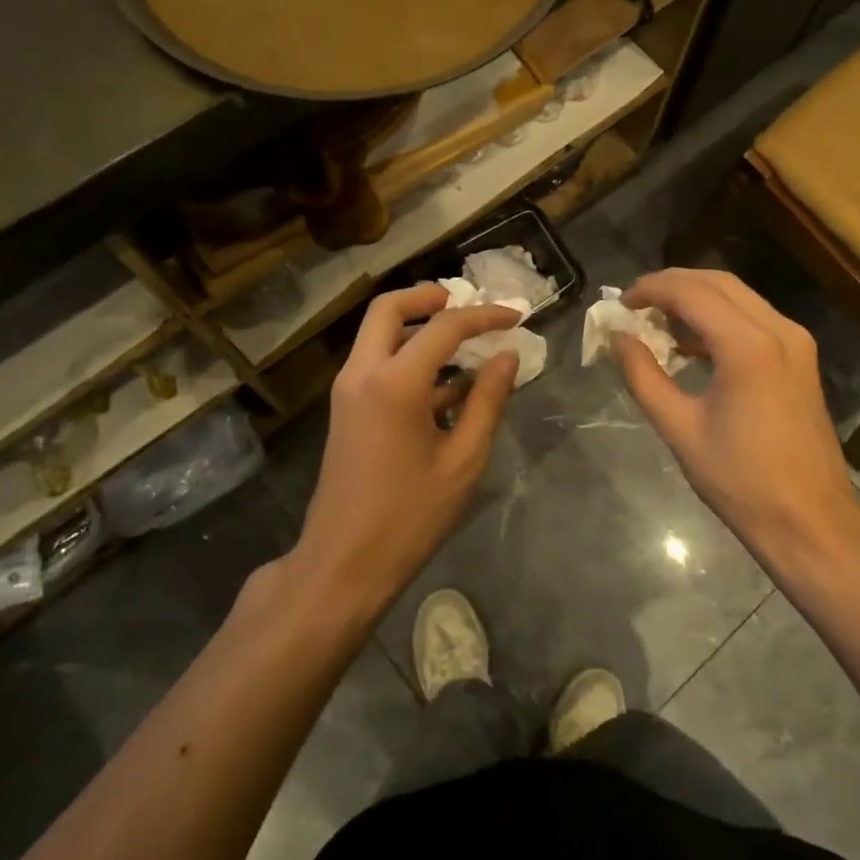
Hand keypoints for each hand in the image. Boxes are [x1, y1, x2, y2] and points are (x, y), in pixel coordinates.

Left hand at [296, 284, 520, 617]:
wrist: (343, 563)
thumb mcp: (463, 459)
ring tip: (466, 343)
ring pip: (378, 334)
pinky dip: (409, 357)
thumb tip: (508, 356)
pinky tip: (449, 386)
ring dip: (418, 327)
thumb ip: (488, 400)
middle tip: (467, 305)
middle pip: (389, 308)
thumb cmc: (410, 515)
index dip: (484, 316)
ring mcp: (348, 391)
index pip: (444, 326)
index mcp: (395, 382)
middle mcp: (363, 373)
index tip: (516, 316)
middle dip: (429, 297)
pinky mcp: (346, 410)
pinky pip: (377, 363)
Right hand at [614, 269, 859, 568]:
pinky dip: (720, 318)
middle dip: (672, 285)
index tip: (620, 304)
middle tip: (635, 305)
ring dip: (696, 298)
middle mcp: (778, 330)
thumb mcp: (680, 429)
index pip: (691, 293)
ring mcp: (795, 341)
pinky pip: (754, 318)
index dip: (650, 290)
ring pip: (738, 296)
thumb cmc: (741, 481)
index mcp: (748, 347)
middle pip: (717, 283)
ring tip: (657, 321)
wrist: (811, 520)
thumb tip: (618, 340)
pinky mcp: (801, 356)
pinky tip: (692, 343)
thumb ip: (644, 376)